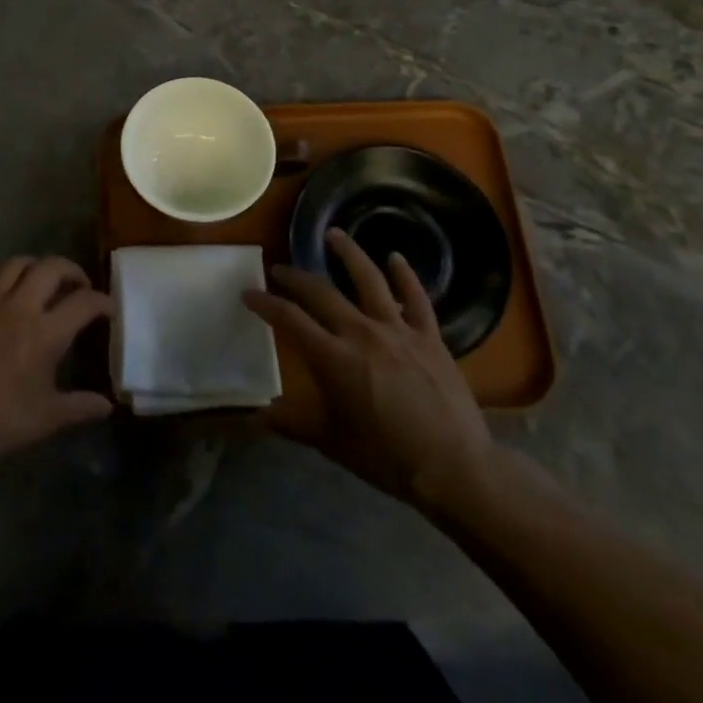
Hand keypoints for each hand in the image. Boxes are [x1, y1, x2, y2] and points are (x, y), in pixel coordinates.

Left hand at [0, 256, 115, 472]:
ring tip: (40, 282)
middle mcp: (19, 308)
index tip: (109, 308)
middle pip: (51, 267)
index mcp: (45, 332)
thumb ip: (80, 407)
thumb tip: (108, 405)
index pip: (84, 302)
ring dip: (34, 267)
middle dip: (71, 270)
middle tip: (78, 285)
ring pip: (14, 265)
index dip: (102, 301)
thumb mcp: (46, 419)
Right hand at [244, 228, 493, 517]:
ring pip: (369, 279)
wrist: (454, 468)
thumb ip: (292, 424)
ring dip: (348, 253)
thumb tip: (256, 416)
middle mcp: (362, 333)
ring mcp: (398, 331)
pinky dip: (406, 275)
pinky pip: (417, 298)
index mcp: (333, 358)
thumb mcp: (331, 443)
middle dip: (295, 278)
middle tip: (279, 269)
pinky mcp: (430, 337)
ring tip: (333, 233)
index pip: (289, 319)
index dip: (265, 303)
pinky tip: (396, 257)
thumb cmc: (386, 458)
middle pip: (321, 292)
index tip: (249, 293)